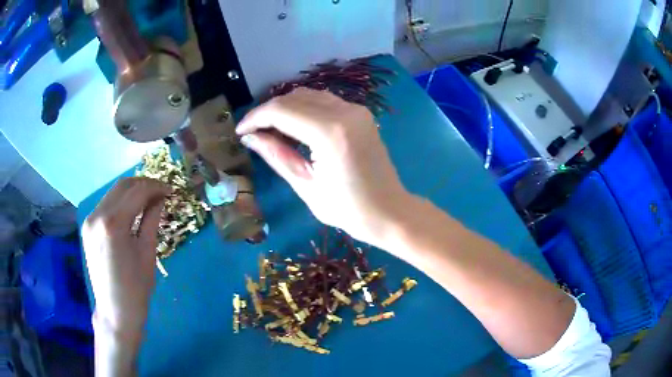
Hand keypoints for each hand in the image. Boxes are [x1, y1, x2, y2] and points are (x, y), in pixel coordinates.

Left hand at [82, 177, 169, 339]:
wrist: (115, 310)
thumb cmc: (136, 288)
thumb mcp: (147, 253)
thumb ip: (152, 219)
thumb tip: (160, 198)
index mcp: (113, 224)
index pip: (137, 191)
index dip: (156, 187)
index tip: (170, 190)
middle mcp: (97, 215)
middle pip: (122, 185)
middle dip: (144, 184)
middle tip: (161, 192)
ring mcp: (89, 220)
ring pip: (113, 192)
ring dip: (132, 191)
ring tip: (149, 199)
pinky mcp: (87, 226)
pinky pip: (106, 204)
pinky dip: (121, 201)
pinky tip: (132, 209)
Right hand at [237, 88, 409, 244]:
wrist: (389, 211)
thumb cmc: (348, 209)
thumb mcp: (306, 185)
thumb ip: (276, 155)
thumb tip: (250, 137)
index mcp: (330, 133)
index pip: (281, 111)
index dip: (255, 118)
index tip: (240, 131)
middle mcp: (345, 112)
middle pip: (294, 98)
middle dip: (268, 112)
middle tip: (253, 133)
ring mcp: (356, 110)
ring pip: (309, 95)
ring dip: (285, 108)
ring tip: (270, 130)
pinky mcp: (361, 114)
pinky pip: (324, 101)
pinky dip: (304, 109)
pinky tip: (294, 126)